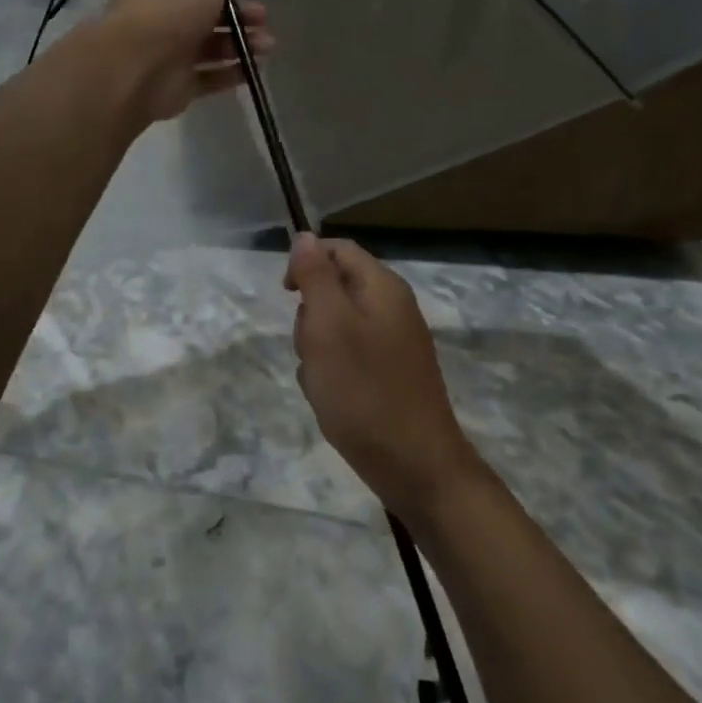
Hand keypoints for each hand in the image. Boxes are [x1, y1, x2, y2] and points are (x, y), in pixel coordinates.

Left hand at [103, 0, 271, 123]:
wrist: (140, 65)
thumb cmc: (172, 9)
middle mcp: (164, 19)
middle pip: (208, 17)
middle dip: (240, 19)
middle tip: (264, 22)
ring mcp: (170, 55)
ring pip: (212, 48)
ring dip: (242, 46)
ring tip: (266, 48)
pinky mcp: (178, 86)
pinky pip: (209, 78)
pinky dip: (232, 74)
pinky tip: (254, 71)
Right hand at [286, 235, 484, 522]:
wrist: (415, 466)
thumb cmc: (365, 390)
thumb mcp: (328, 325)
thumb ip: (316, 276)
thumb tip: (305, 236)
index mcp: (383, 287)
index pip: (339, 249)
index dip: (307, 262)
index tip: (286, 293)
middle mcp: (393, 308)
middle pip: (336, 289)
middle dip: (311, 316)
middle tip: (311, 348)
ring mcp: (394, 343)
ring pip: (337, 328)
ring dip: (318, 350)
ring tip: (322, 381)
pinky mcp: (391, 374)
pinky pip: (349, 358)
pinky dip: (333, 374)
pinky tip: (333, 400)